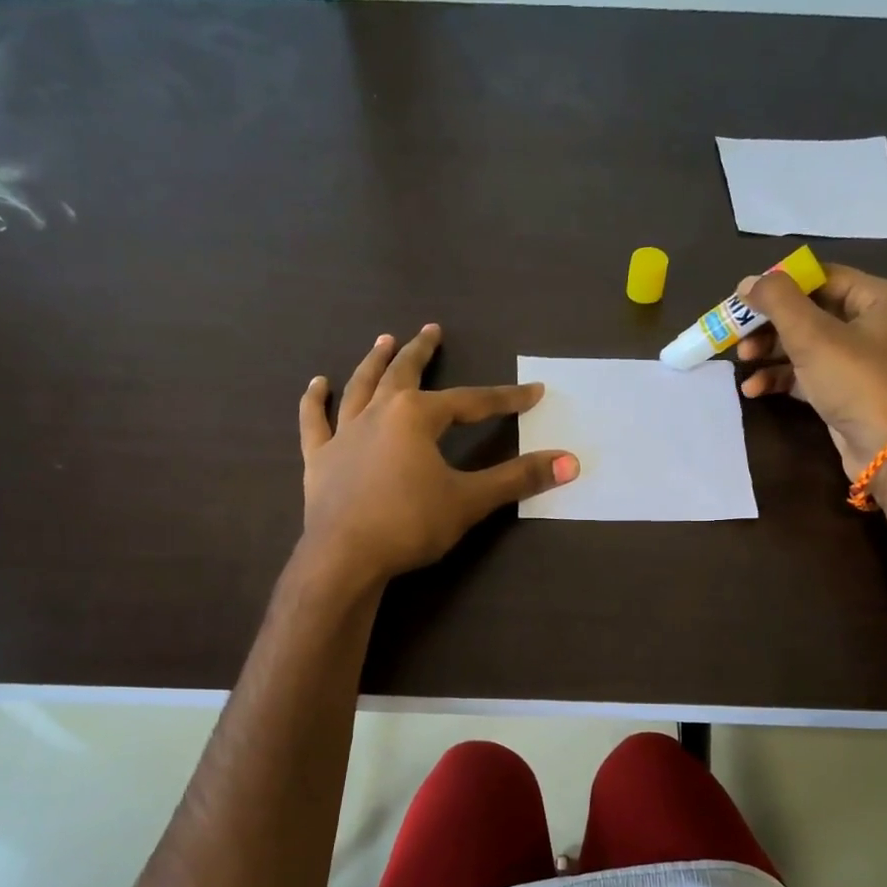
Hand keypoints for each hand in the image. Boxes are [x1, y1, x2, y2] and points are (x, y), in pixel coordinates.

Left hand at [297, 324, 578, 588]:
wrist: (345, 557)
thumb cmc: (410, 524)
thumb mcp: (470, 500)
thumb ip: (518, 478)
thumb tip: (570, 462)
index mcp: (417, 417)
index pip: (472, 402)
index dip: (505, 398)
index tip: (533, 392)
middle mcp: (379, 413)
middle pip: (404, 374)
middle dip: (421, 352)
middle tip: (431, 330)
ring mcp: (344, 434)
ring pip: (361, 387)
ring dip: (374, 362)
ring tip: (383, 340)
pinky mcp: (319, 459)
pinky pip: (316, 422)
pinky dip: (316, 402)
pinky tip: (317, 384)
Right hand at [734, 264, 886, 478]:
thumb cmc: (856, 381)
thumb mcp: (813, 336)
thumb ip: (778, 302)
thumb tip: (747, 282)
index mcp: (877, 297)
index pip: (821, 278)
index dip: (780, 285)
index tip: (744, 300)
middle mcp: (871, 323)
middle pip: (809, 312)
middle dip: (770, 325)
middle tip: (737, 335)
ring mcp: (857, 359)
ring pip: (803, 344)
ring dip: (769, 352)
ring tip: (742, 362)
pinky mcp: (843, 390)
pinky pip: (806, 374)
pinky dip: (780, 377)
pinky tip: (754, 389)